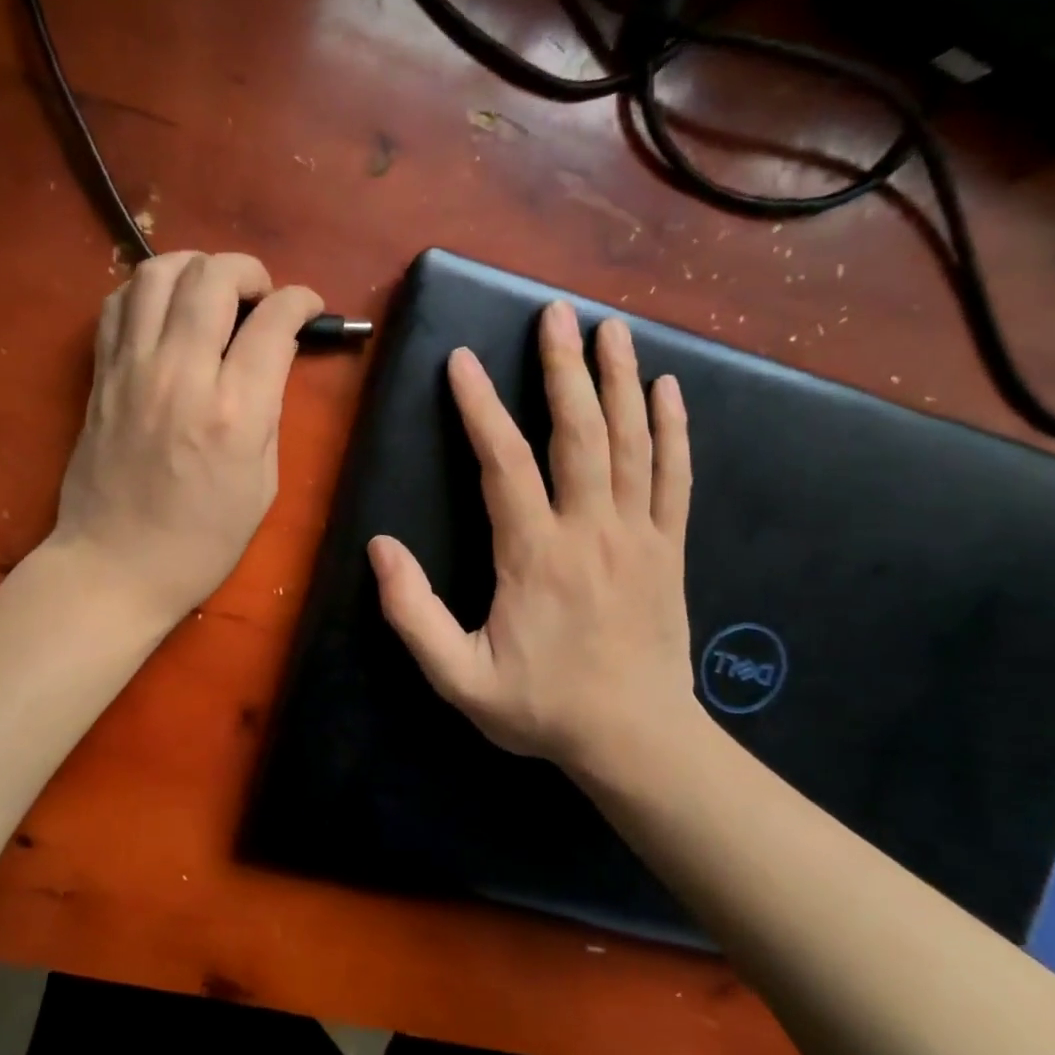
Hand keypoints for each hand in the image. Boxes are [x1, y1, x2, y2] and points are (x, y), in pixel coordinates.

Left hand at [48, 251, 322, 626]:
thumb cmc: (200, 542)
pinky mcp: (100, 375)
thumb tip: (271, 360)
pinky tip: (165, 312)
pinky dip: (146, 291)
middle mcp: (180, 374)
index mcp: (233, 411)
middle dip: (248, 271)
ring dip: (194, 267)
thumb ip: (270, 413)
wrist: (115, 566)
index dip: (301, 301)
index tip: (308, 307)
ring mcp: (131, 369)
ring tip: (211, 291)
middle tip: (260, 296)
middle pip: (213, 277)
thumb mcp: (262, 486)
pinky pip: (118, 304)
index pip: (273, 320)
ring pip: (157, 272)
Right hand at [367, 301, 697, 786]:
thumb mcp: (459, 678)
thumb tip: (380, 547)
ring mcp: (639, 536)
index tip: (462, 361)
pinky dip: (672, 428)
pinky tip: (666, 389)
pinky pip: (674, 476)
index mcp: (535, 556)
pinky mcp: (669, 549)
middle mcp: (591, 531)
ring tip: (610, 329)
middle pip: (579, 434)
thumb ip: (413, 614)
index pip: (503, 463)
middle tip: (555, 314)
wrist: (637, 741)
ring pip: (632, 443)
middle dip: (563, 369)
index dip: (479, 408)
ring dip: (619, 381)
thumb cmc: (542, 708)